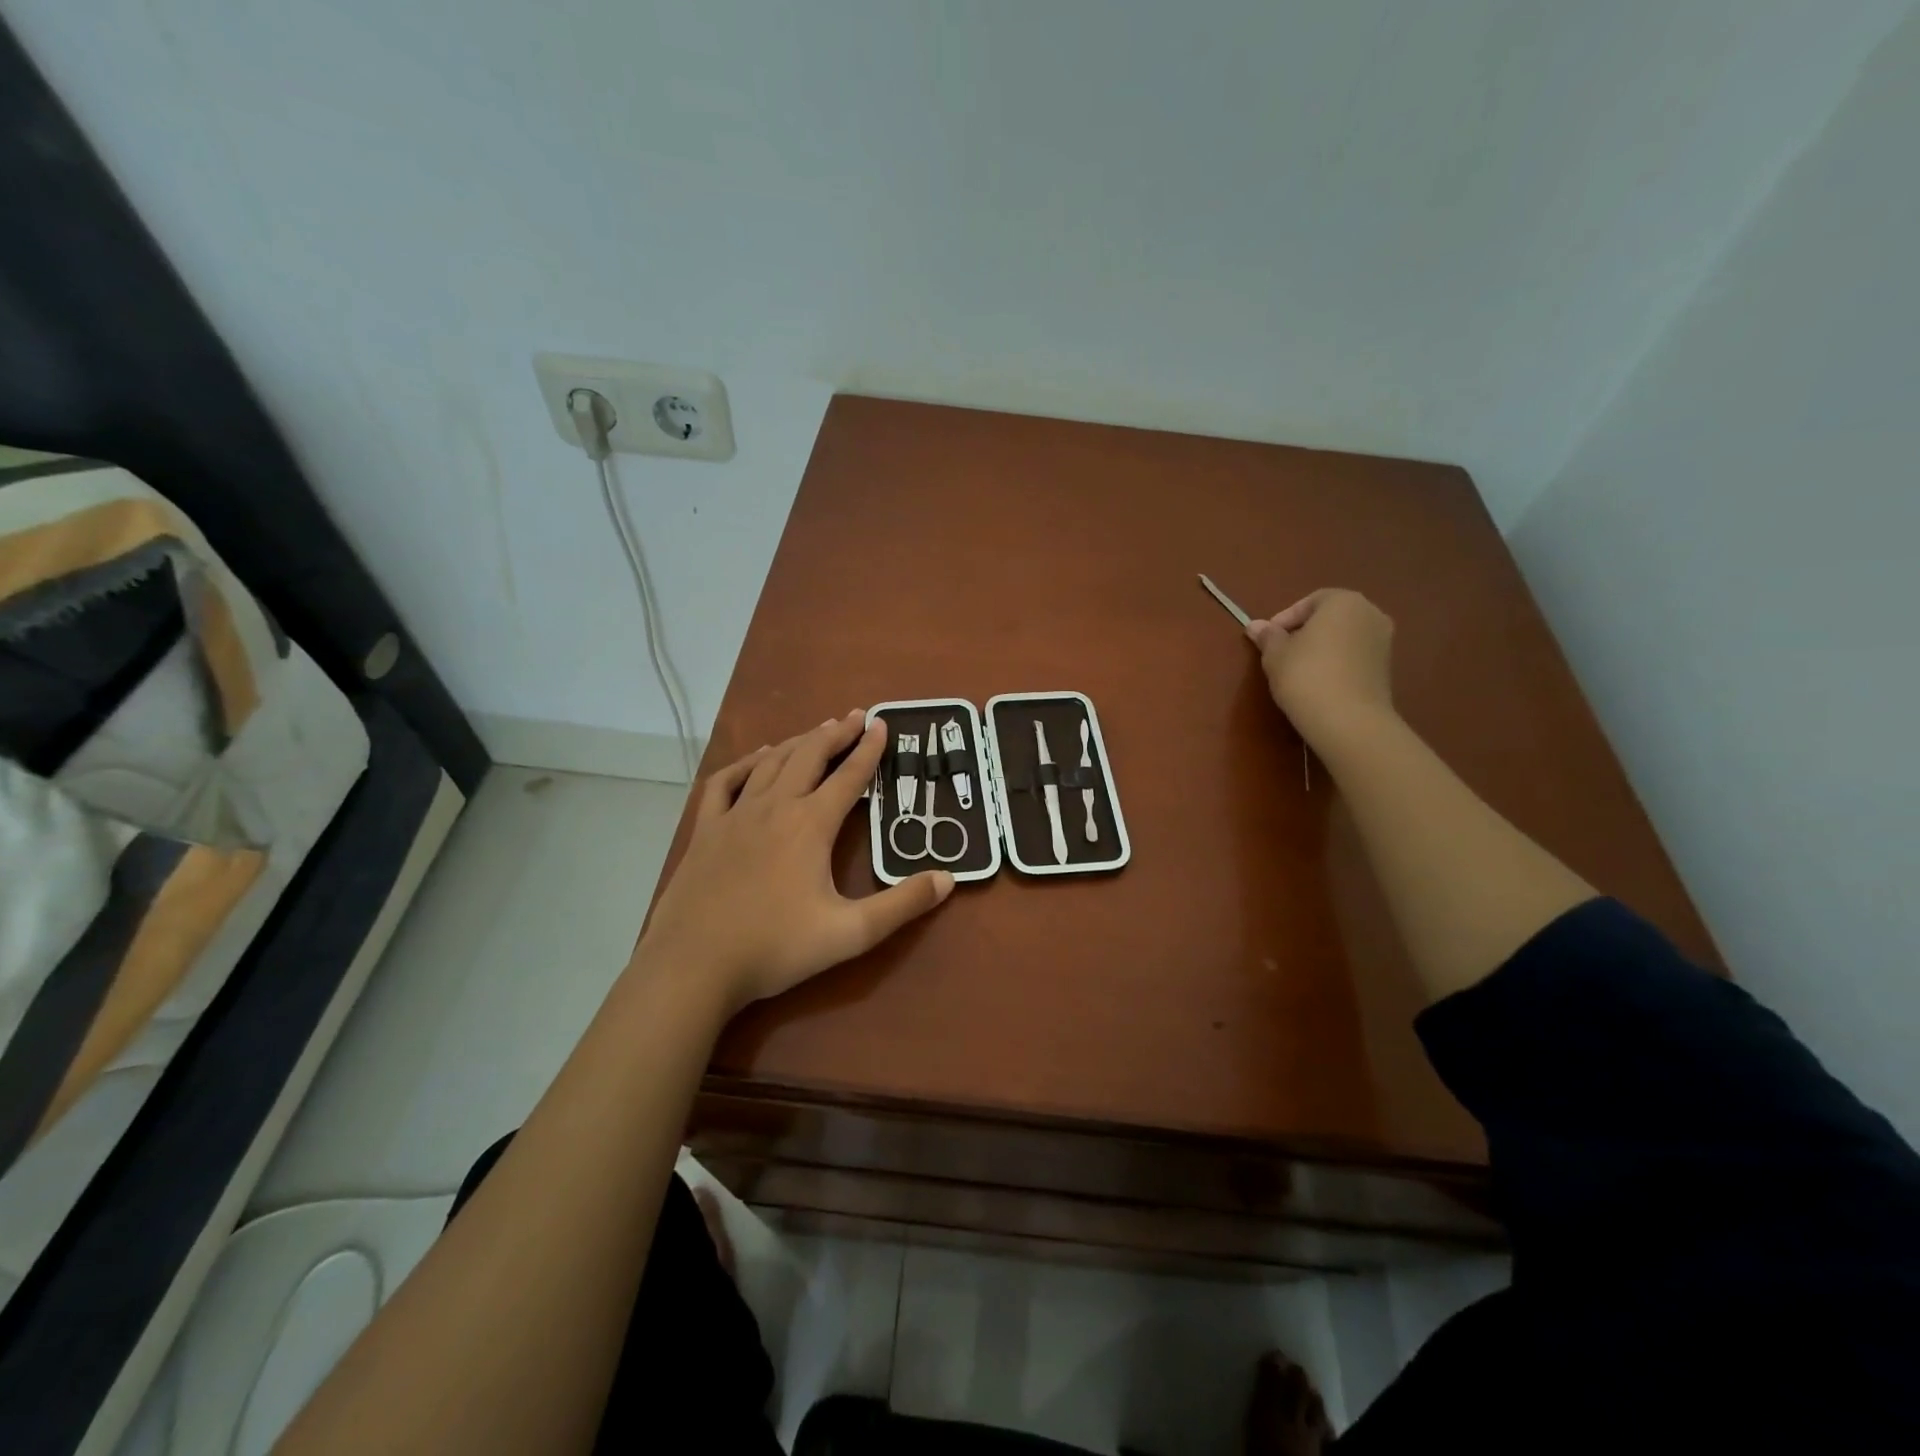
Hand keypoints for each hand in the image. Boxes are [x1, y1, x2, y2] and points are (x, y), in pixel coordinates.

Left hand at [639, 711, 954, 1011]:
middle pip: (809, 756)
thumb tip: (948, 878)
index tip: (881, 724)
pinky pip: (725, 782)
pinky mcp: (706, 830)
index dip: (868, 750)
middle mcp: (775, 807)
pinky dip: (745, 763)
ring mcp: (735, 815)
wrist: (694, 965)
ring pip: (771, 763)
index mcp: (810, 825)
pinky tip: (757, 758)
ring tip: (817, 731)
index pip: (848, 777)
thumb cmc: (776, 948)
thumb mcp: (850, 933)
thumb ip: (902, 905)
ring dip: (798, 742)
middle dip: (836, 734)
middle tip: (855, 717)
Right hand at [1247, 589, 1395, 745]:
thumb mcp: (1275, 655)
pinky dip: (1337, 663)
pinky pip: (1355, 657)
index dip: (1285, 618)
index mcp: (1344, 601)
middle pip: (1331, 617)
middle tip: (1282, 652)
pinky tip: (1319, 683)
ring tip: (1299, 669)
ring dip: (1322, 648)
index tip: (1268, 639)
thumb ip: (1268, 636)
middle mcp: (1370, 614)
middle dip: (1305, 631)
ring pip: (1344, 637)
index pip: (1310, 601)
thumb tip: (1255, 626)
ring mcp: (1384, 641)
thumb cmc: (1306, 675)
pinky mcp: (1387, 668)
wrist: (1348, 720)